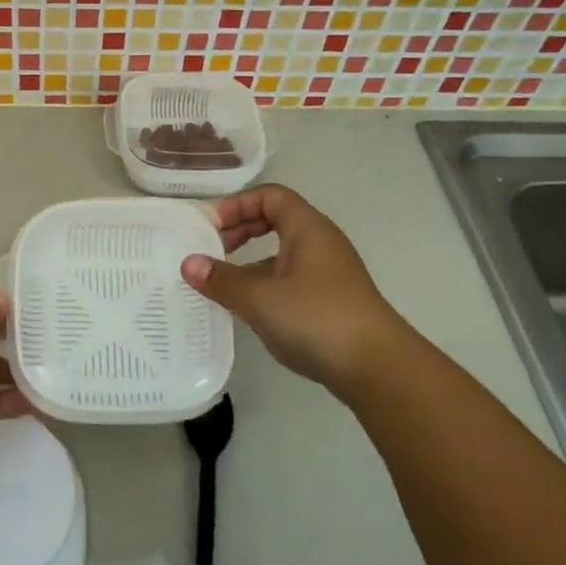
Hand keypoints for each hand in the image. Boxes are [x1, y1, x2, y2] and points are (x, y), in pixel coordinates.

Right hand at [180, 185, 411, 402]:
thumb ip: (221, 279)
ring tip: (220, 283)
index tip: (209, 227)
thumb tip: (188, 263)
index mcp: (307, 229)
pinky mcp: (329, 302)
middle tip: (210, 250)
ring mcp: (328, 274)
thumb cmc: (316, 318)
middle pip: (275, 220)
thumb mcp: (260, 298)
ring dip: (249, 262)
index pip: (269, 196)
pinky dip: (264, 285)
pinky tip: (247, 310)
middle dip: (239, 230)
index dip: (236, 205)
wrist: (377, 368)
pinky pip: (289, 280)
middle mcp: (320, 243)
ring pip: (281, 254)